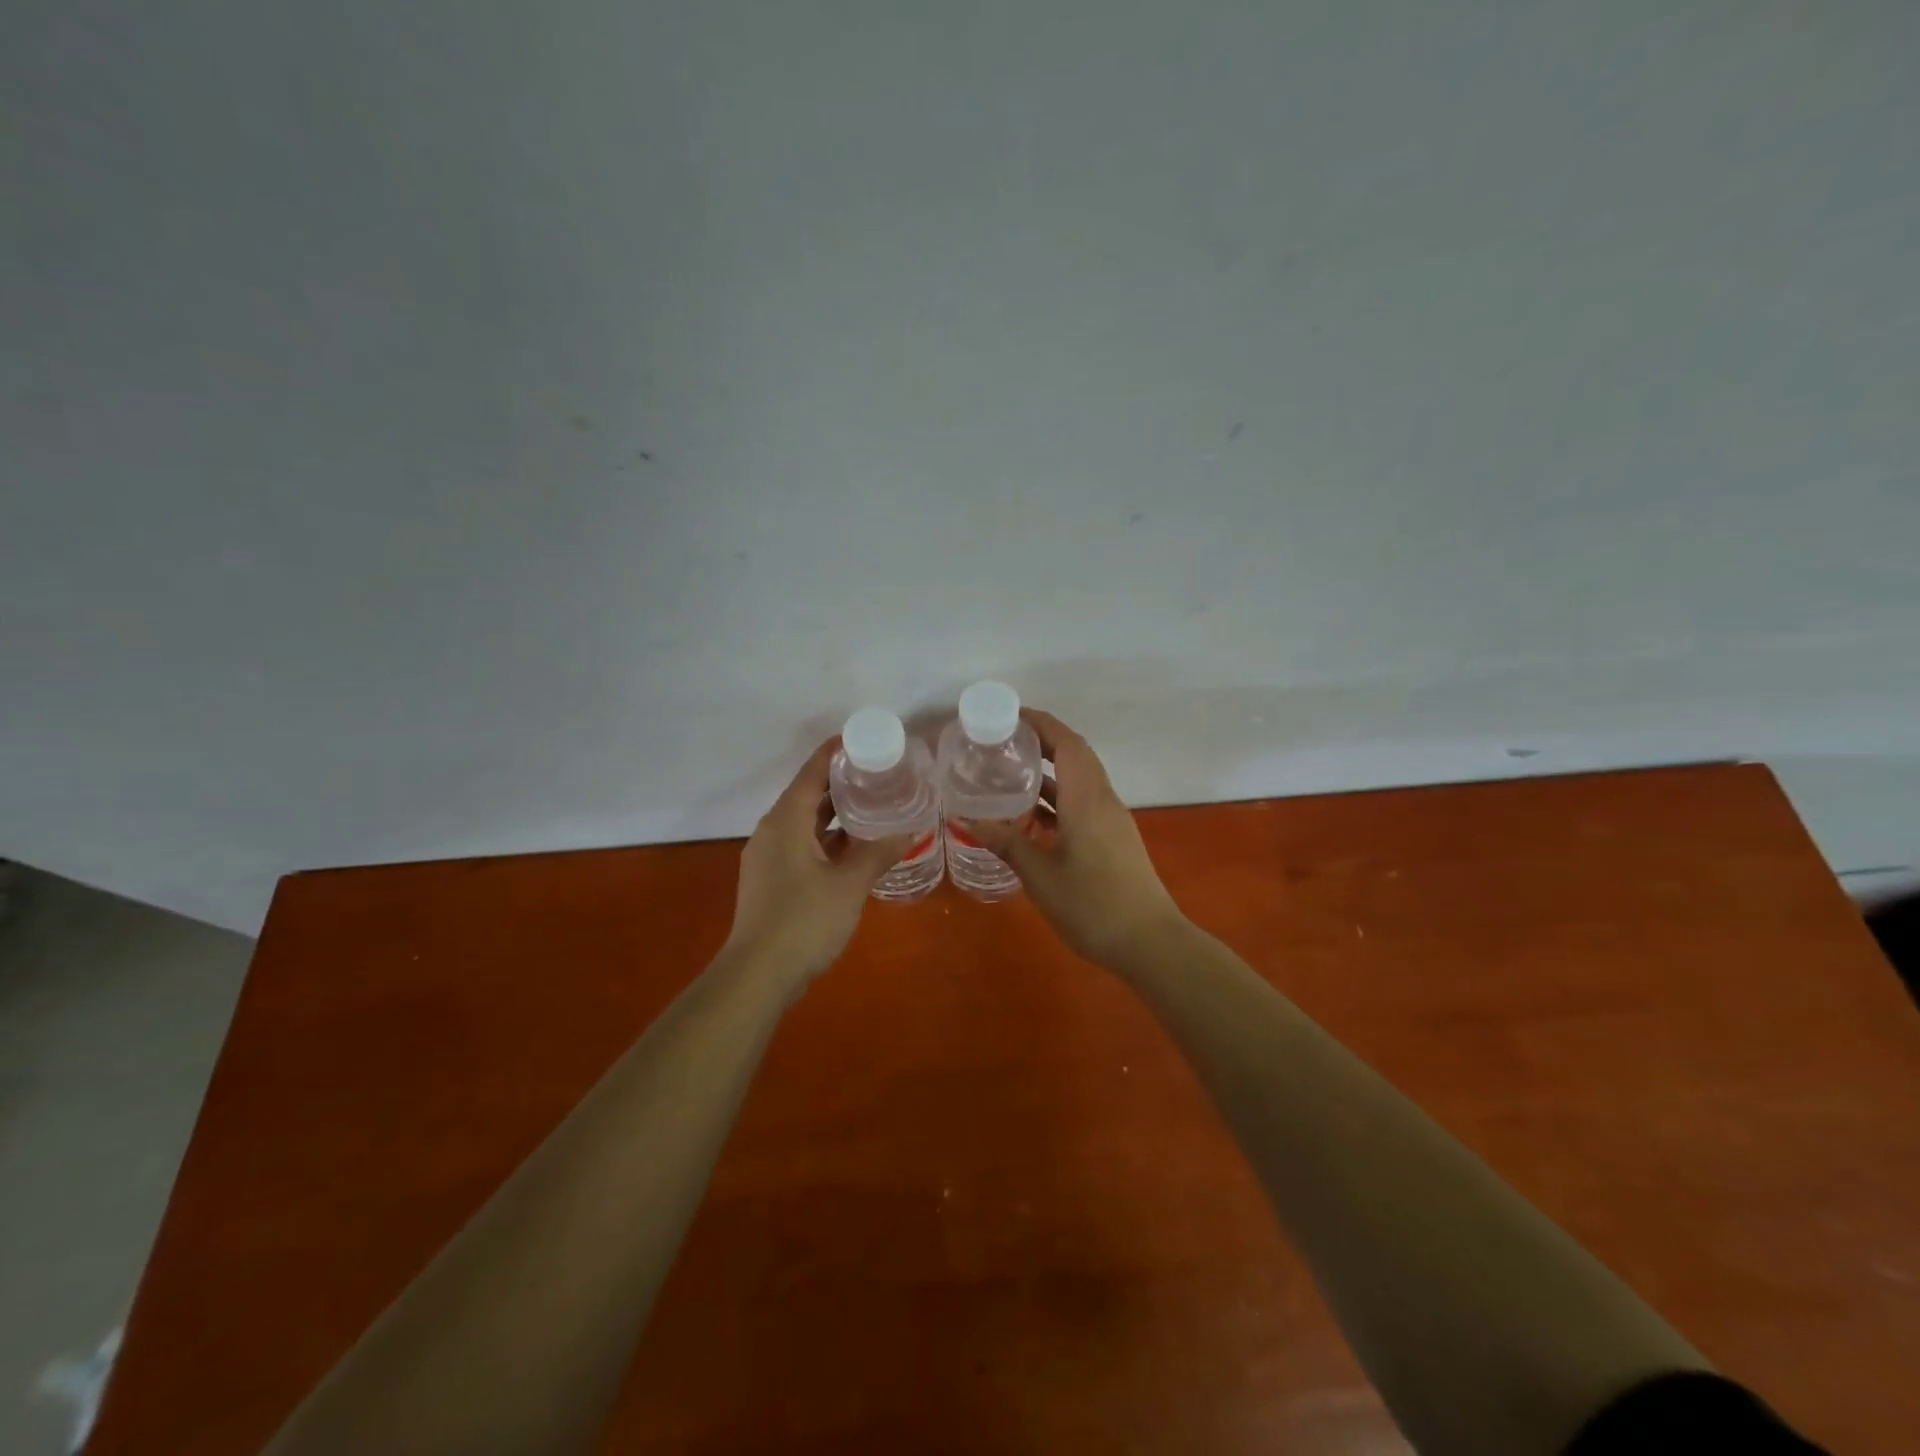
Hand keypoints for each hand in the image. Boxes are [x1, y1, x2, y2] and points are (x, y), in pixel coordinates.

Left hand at [724, 739, 910, 985]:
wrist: (757, 975)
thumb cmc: (804, 920)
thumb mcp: (849, 885)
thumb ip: (878, 854)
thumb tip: (910, 831)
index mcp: (786, 821)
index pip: (811, 772)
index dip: (835, 753)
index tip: (864, 741)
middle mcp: (772, 831)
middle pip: (807, 796)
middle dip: (841, 784)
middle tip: (879, 774)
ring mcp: (769, 857)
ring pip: (805, 824)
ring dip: (836, 815)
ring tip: (873, 807)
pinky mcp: (772, 880)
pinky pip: (802, 846)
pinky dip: (827, 841)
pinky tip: (855, 849)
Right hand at [956, 710, 1187, 968]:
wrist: (1150, 943)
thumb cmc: (1093, 906)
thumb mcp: (1041, 875)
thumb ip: (1007, 843)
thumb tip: (968, 821)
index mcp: (1087, 799)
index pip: (1067, 743)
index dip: (1041, 722)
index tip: (1009, 715)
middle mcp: (1103, 800)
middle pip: (1075, 755)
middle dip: (1041, 741)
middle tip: (1002, 742)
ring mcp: (1111, 820)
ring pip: (1079, 780)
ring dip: (1049, 771)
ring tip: (1009, 773)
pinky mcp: (1113, 838)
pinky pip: (1082, 802)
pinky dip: (1057, 799)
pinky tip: (1030, 816)